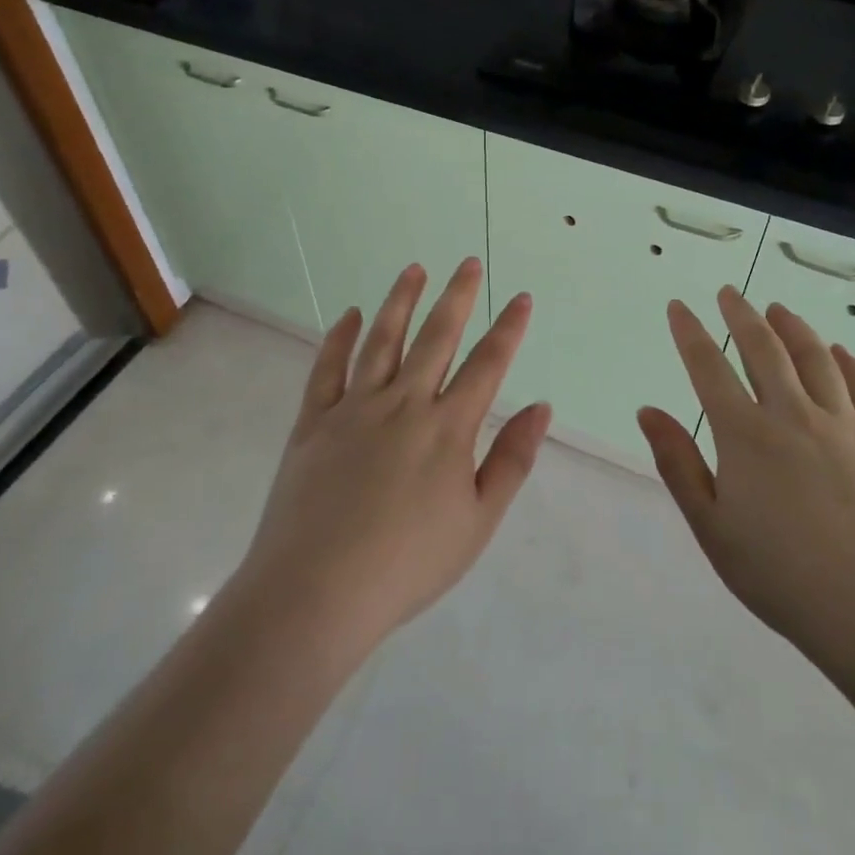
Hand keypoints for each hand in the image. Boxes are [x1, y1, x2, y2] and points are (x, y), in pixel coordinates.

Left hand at [236, 257, 551, 657]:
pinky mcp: (313, 421)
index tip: (519, 297)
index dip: (507, 328)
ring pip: (382, 340)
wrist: (317, 591)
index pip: (486, 364)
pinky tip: (350, 315)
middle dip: (457, 296)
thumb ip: (511, 460)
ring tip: (414, 270)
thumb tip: (541, 407)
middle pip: (436, 337)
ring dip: (400, 301)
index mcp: (447, 428)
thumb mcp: (478, 522)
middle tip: (468, 262)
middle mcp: (403, 403)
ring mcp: (354, 408)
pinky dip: (339, 338)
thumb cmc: (409, 564)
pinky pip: (327, 368)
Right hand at [637, 286, 854, 683]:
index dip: (690, 333)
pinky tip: (840, 351)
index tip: (679, 307)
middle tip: (729, 292)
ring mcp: (845, 425)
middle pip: (764, 349)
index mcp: (746, 437)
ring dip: (793, 328)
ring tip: (778, 310)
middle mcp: (794, 416)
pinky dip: (850, 363)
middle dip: (741, 315)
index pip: (709, 368)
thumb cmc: (781, 577)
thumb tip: (648, 410)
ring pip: (815, 358)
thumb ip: (678, 464)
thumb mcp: (712, 527)